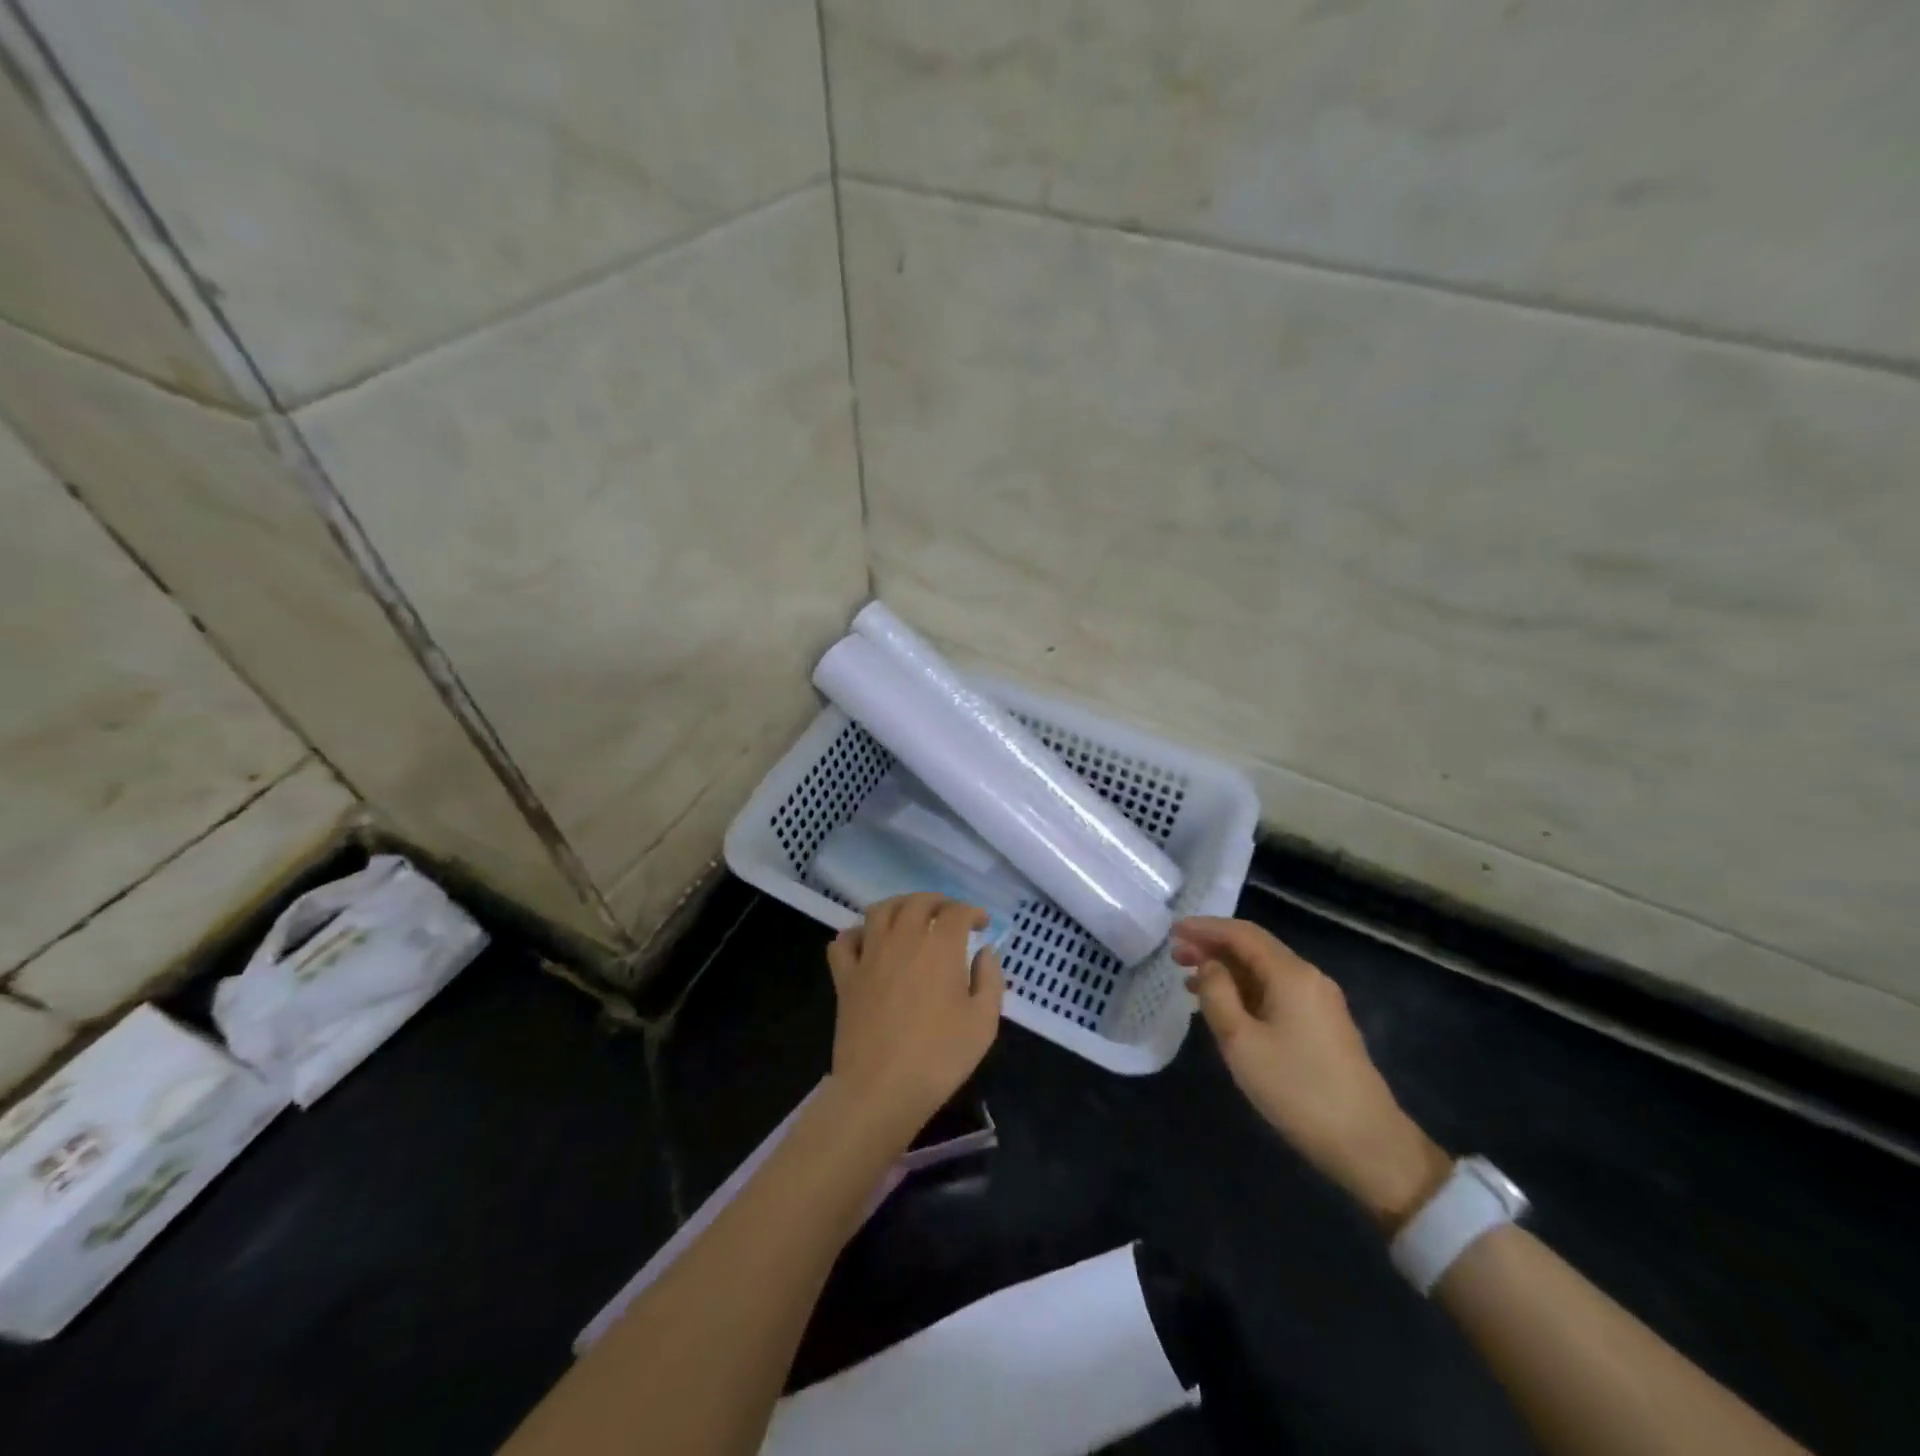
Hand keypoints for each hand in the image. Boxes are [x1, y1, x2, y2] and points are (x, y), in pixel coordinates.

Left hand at [824, 893, 1004, 1153]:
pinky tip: (869, 943)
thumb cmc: (939, 1057)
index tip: (981, 924)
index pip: (957, 912)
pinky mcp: (845, 977)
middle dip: (938, 902)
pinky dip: (857, 933)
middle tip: (950, 915)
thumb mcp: (983, 1023)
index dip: (972, 912)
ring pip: (880, 911)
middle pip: (918, 902)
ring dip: (899, 906)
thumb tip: (984, 952)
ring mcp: (869, 955)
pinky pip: (844, 940)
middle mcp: (902, 939)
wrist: (881, 1089)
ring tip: (911, 917)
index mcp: (939, 947)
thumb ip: (990, 980)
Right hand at [1173, 917, 1451, 1231]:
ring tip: (1190, 982)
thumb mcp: (1240, 1042)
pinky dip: (1245, 989)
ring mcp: (1320, 1001)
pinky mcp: (1323, 1024)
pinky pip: (1276, 990)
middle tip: (1175, 956)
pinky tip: (1225, 1006)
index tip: (1173, 931)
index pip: (1241, 934)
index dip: (1205, 928)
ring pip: (1264, 970)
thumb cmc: (1296, 1089)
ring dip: (1227, 969)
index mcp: (1290, 974)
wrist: (1368, 1143)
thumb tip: (1209, 965)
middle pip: (1254, 948)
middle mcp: (1308, 977)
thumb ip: (1217, 994)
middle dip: (1213, 947)